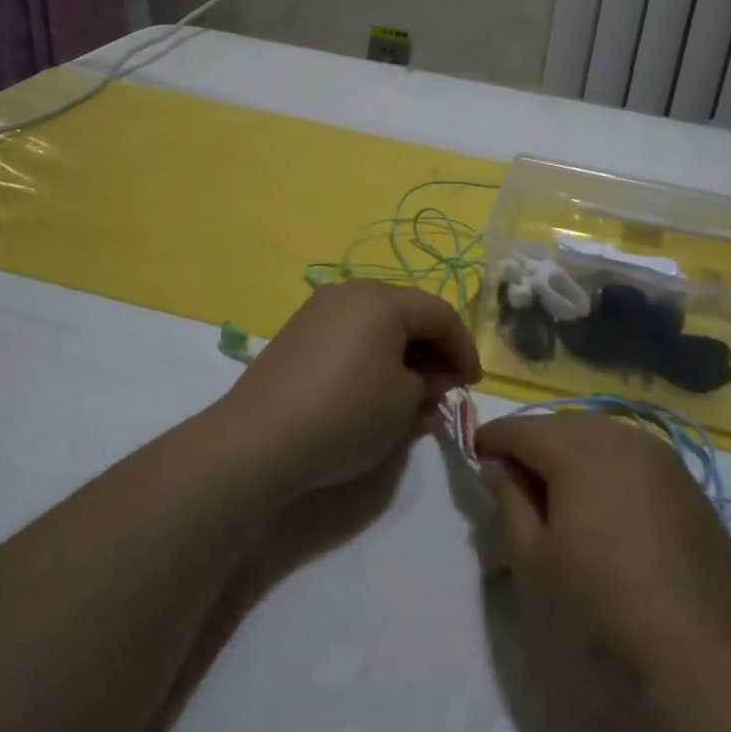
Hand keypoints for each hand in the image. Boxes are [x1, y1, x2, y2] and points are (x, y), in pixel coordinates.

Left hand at [222, 280, 481, 496]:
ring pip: (377, 321)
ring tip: (411, 388)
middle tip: (445, 385)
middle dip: (432, 346)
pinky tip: (372, 385)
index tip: (472, 384)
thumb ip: (430, 383)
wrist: (258, 440)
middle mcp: (351, 291)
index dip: (463, 347)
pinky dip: (371, 352)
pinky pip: (349, 332)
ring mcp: (319, 308)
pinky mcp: (297, 331)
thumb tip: (434, 377)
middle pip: (407, 310)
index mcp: (383, 299)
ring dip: (402, 349)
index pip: (440, 313)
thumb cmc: (345, 414)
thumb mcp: (403, 403)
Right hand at [475, 412, 730, 695]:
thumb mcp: (532, 565)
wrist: (708, 666)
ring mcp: (665, 460)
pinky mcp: (691, 489)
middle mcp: (624, 438)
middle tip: (515, 478)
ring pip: (604, 438)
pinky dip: (611, 471)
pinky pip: (635, 461)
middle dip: (536, 443)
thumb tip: (507, 468)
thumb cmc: (602, 614)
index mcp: (580, 449)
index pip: (523, 429)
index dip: (493, 438)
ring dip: (575, 454)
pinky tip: (609, 511)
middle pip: (565, 426)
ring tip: (560, 494)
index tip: (475, 453)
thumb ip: (509, 502)